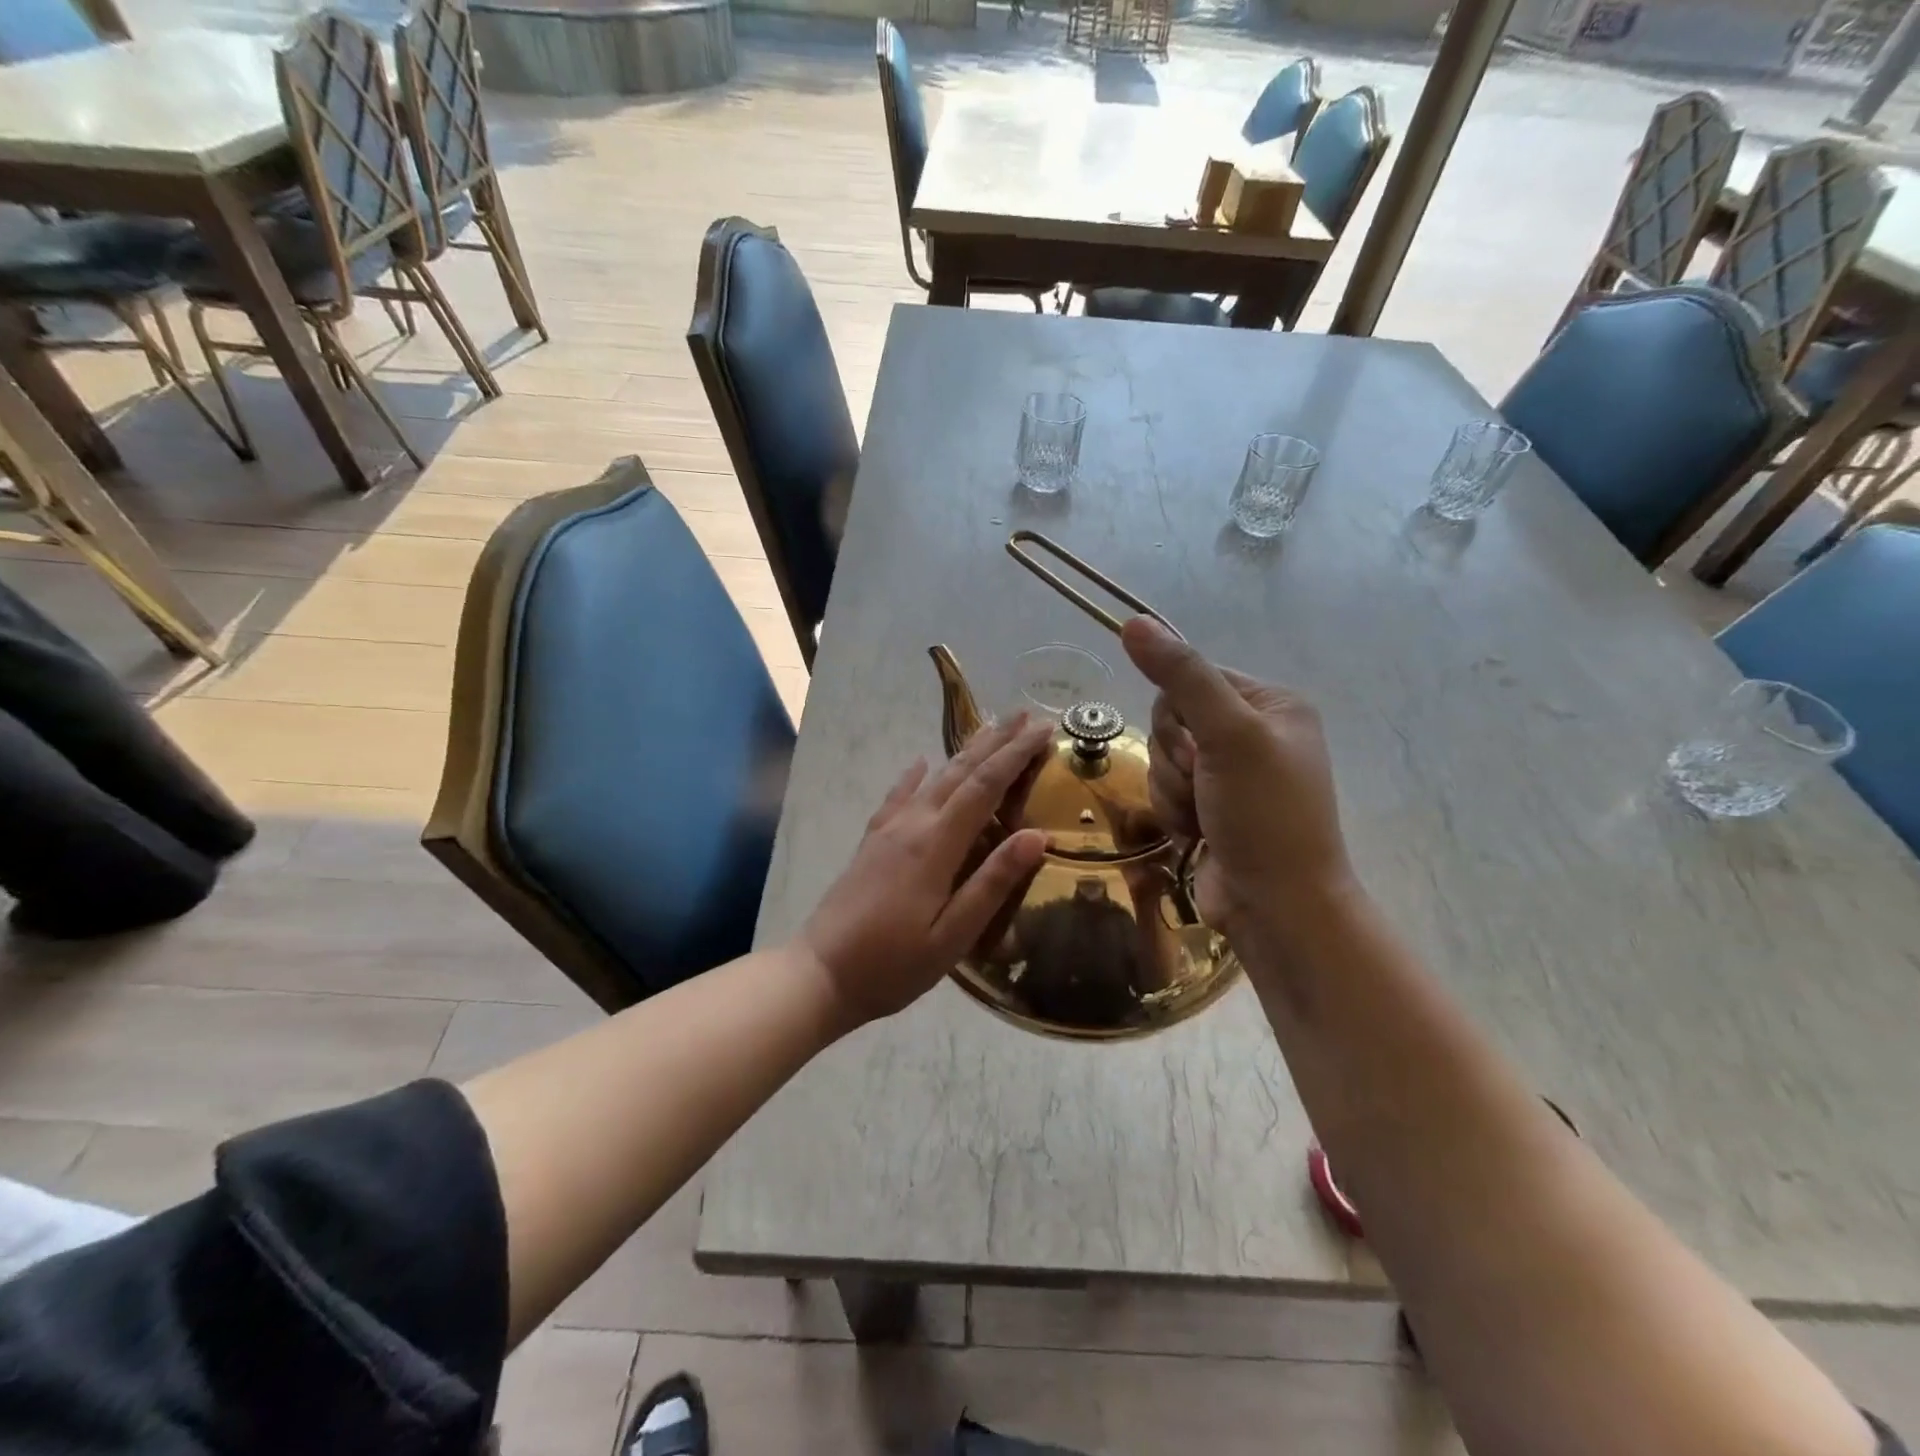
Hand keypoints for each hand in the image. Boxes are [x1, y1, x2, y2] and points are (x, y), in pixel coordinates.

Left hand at [800, 714, 1052, 1026]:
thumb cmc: (893, 964)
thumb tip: (1037, 836)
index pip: (984, 787)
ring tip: (989, 728)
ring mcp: (888, 830)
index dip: (1015, 755)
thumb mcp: (953, 936)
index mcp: (936, 845)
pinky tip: (921, 762)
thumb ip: (993, 883)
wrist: (820, 973)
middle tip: (1025, 715)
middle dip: (995, 742)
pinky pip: (898, 797)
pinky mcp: (871, 842)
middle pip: (960, 772)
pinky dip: (914, 776)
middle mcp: (912, 825)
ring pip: (933, 779)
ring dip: (964, 751)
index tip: (1043, 730)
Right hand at [1120, 617, 1353, 938]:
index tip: (1198, 748)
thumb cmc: (1265, 815)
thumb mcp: (1228, 735)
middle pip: (1171, 720)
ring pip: (1162, 757)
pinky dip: (1172, 811)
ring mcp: (1230, 773)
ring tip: (1203, 818)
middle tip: (1204, 784)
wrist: (1277, 907)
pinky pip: (1165, 789)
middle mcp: (1252, 732)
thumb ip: (1182, 676)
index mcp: (1271, 704)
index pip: (1191, 678)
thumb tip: (1134, 621)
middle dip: (1176, 759)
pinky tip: (1196, 835)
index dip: (1179, 714)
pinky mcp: (1210, 806)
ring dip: (1172, 790)